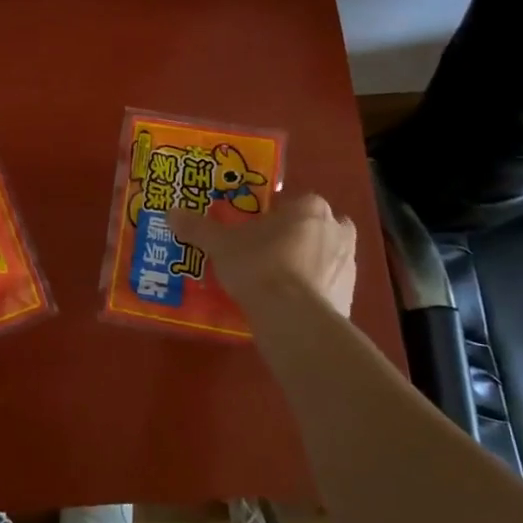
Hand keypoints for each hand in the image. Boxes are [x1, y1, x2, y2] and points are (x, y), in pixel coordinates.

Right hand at [168, 193, 356, 327]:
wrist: (294, 319)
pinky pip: (327, 287)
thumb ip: (198, 227)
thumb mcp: (220, 245)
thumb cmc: (259, 266)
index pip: (293, 203)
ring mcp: (349, 265)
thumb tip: (171, 213)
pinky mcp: (351, 298)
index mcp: (310, 208)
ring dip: (306, 265)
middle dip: (295, 238)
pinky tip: (287, 305)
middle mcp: (337, 230)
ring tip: (274, 282)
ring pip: (324, 257)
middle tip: (266, 253)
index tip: (253, 231)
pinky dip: (312, 292)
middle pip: (313, 228)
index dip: (272, 216)